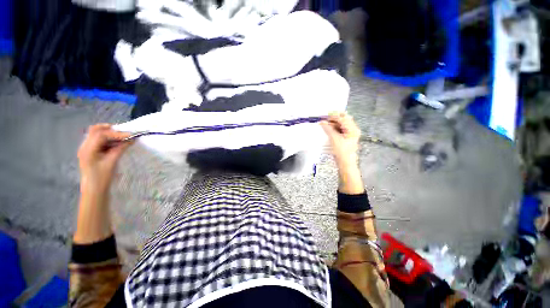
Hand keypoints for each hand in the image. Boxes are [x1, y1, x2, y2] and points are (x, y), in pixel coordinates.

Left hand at [77, 124, 132, 193]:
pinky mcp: (91, 152)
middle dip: (111, 130)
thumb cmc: (102, 178)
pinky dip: (109, 140)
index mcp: (88, 149)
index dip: (117, 133)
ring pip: (97, 135)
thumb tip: (131, 140)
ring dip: (111, 135)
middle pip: (96, 130)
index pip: (101, 134)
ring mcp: (87, 149)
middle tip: (125, 133)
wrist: (94, 190)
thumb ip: (120, 149)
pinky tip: (117, 144)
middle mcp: (85, 146)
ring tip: (123, 139)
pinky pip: (99, 141)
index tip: (131, 135)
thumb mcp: (111, 162)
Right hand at [321, 112, 360, 168]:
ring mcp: (349, 134)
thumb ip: (328, 129)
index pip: (342, 118)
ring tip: (325, 125)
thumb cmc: (343, 152)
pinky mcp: (345, 137)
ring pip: (340, 124)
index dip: (333, 117)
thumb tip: (322, 122)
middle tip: (325, 120)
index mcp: (352, 129)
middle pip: (343, 120)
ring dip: (333, 124)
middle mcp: (352, 130)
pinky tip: (328, 129)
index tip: (325, 117)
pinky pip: (339, 129)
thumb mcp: (334, 139)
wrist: (345, 162)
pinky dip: (333, 128)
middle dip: (333, 119)